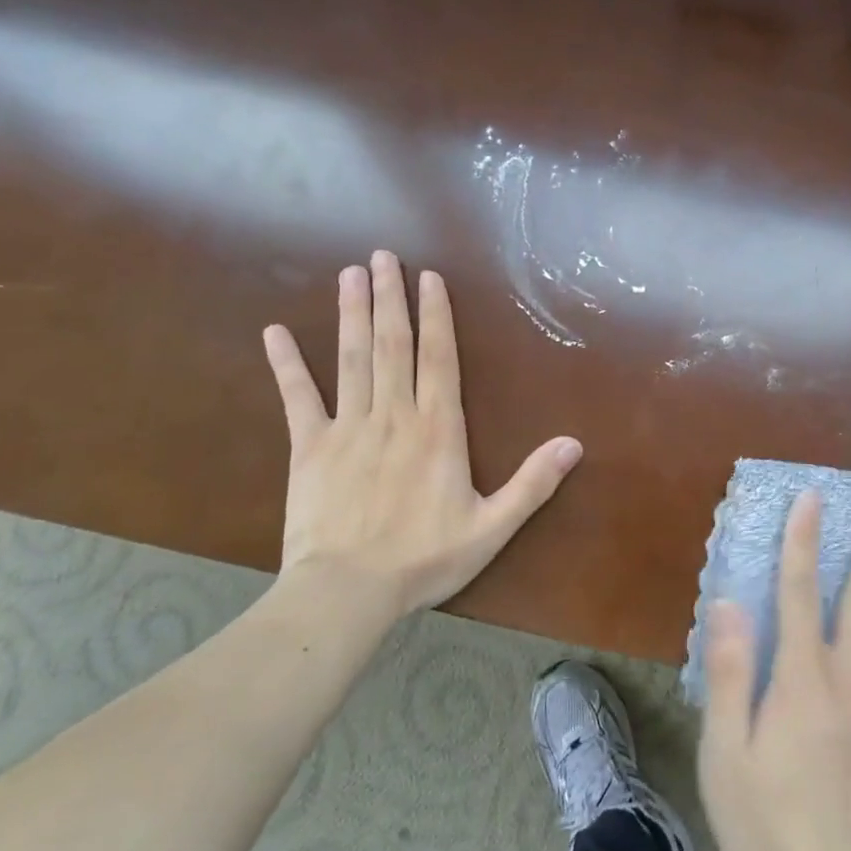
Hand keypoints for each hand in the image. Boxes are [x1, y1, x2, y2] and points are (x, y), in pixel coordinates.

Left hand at [262, 251, 582, 619]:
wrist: (347, 594)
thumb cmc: (424, 558)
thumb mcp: (492, 527)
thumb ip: (533, 483)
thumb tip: (575, 444)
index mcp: (438, 428)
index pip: (438, 357)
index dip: (435, 314)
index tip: (428, 277)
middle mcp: (394, 414)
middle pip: (392, 344)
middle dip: (389, 297)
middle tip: (382, 255)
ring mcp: (348, 427)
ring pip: (352, 358)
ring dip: (351, 313)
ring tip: (350, 274)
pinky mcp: (308, 447)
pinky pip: (297, 398)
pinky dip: (287, 364)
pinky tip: (275, 332)